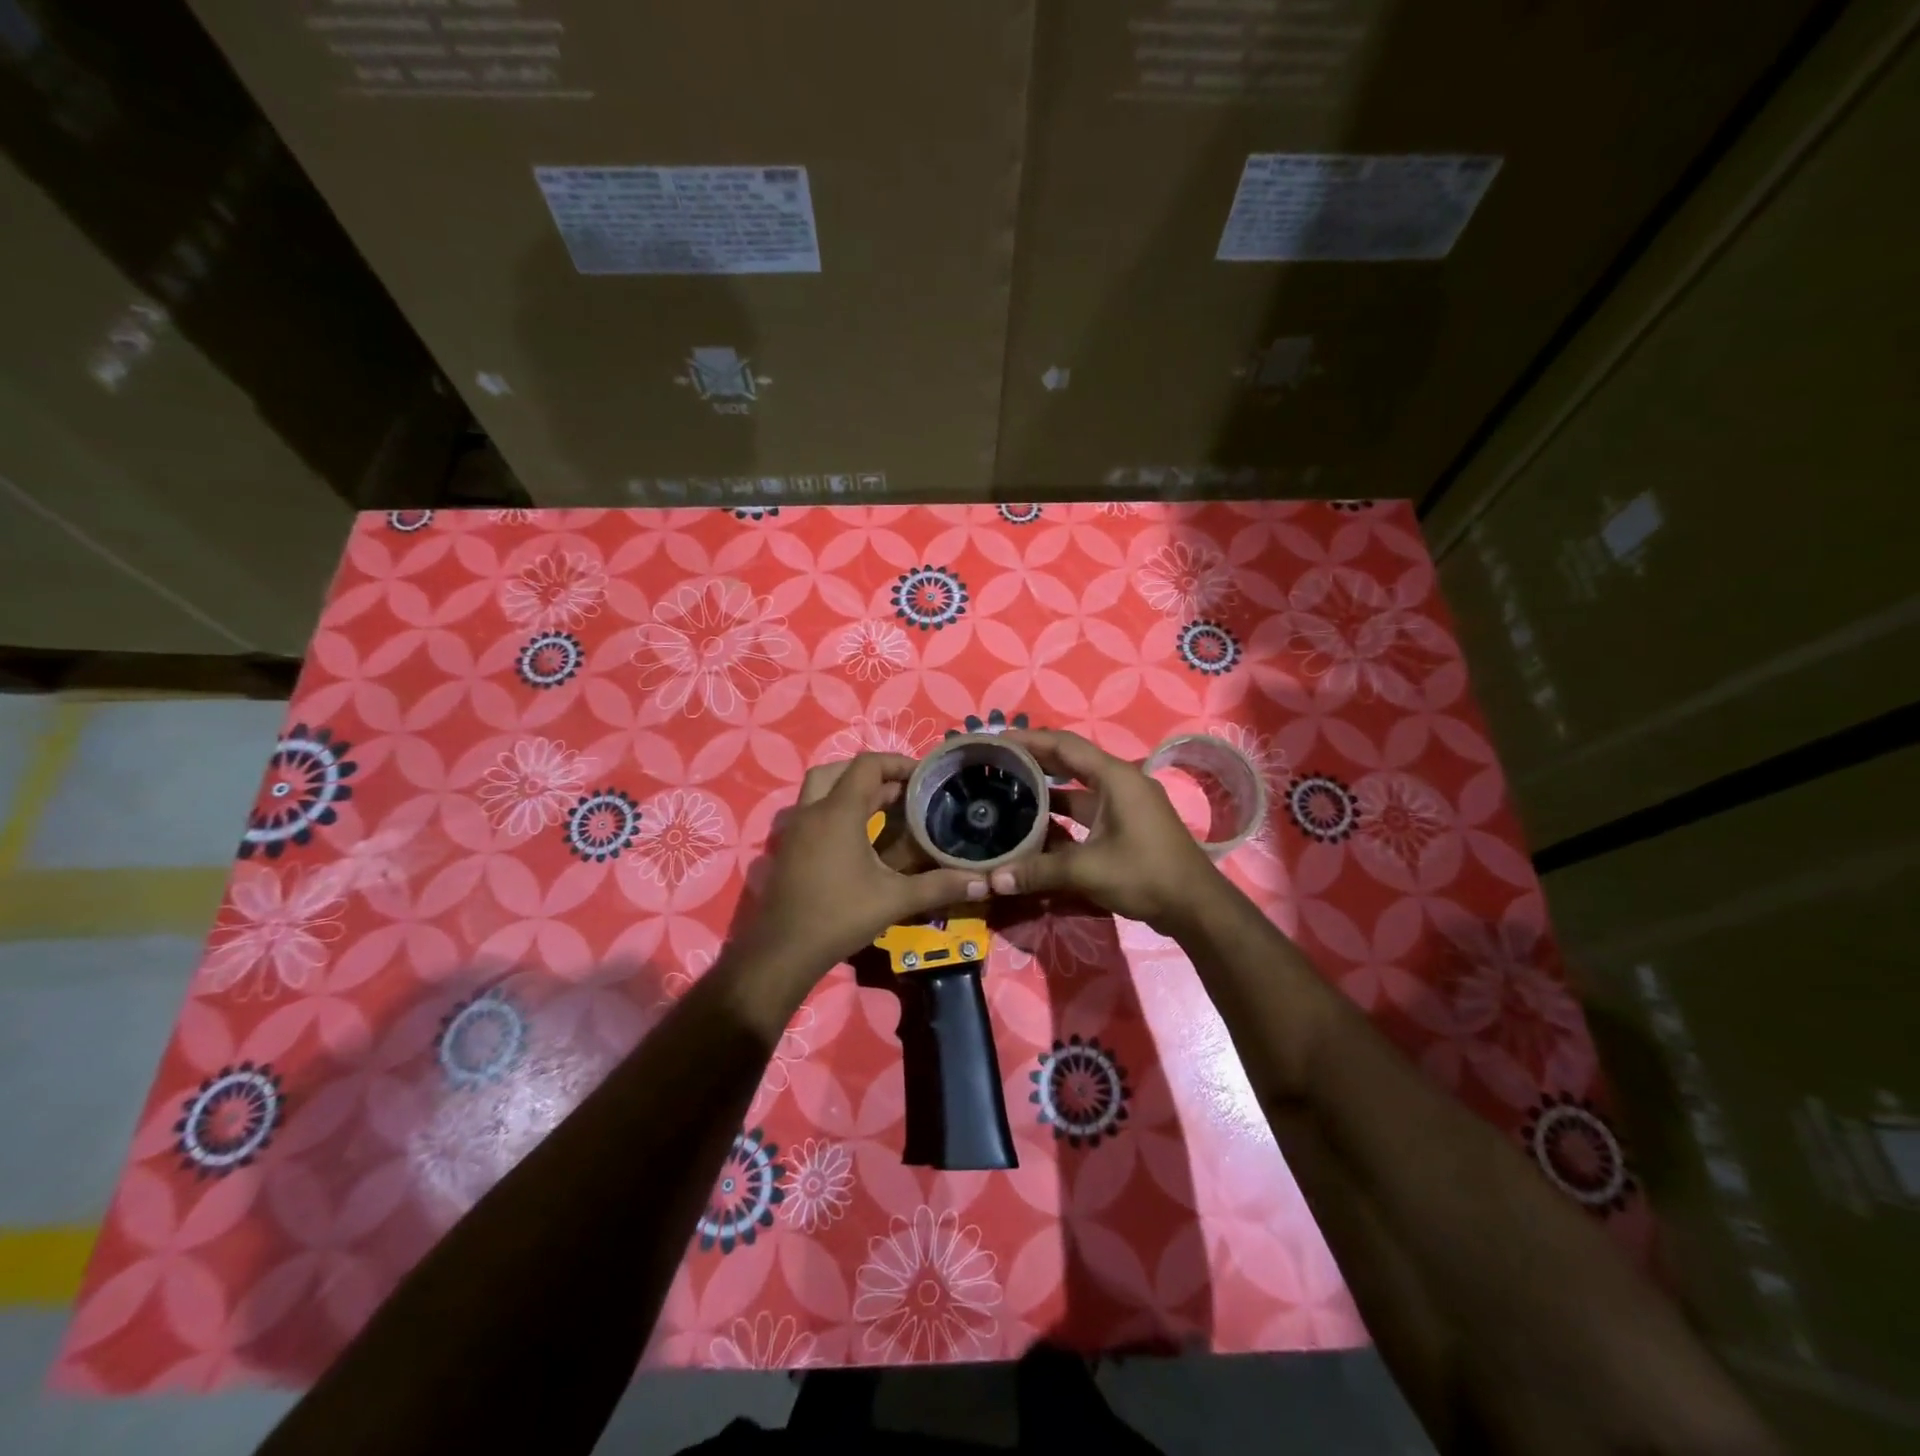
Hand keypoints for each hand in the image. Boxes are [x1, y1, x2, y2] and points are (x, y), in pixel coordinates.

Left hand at [740, 753, 989, 980]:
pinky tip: (860, 838)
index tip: (925, 777)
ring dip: (851, 790)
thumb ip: (939, 885)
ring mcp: (795, 829)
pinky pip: (814, 812)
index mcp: (838, 812)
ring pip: (821, 789)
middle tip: (903, 791)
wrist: (784, 951)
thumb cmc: (840, 916)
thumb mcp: (895, 899)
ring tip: (885, 809)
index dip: (898, 763)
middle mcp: (812, 811)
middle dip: (873, 774)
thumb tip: (984, 882)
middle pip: (839, 771)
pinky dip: (837, 811)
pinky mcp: (789, 847)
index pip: (867, 765)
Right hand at [990, 729, 1222, 932]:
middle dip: (1034, 759)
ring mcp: (1125, 803)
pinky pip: (1087, 807)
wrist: (1196, 906)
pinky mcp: (1126, 823)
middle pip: (1070, 760)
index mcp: (1115, 777)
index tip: (996, 739)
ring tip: (1008, 788)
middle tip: (996, 762)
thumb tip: (993, 879)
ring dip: (1047, 787)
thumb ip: (1038, 871)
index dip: (1028, 739)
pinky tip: (1035, 822)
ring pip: (1078, 786)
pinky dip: (1062, 811)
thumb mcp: (1087, 871)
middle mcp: (1120, 782)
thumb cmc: (1145, 875)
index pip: (1064, 745)